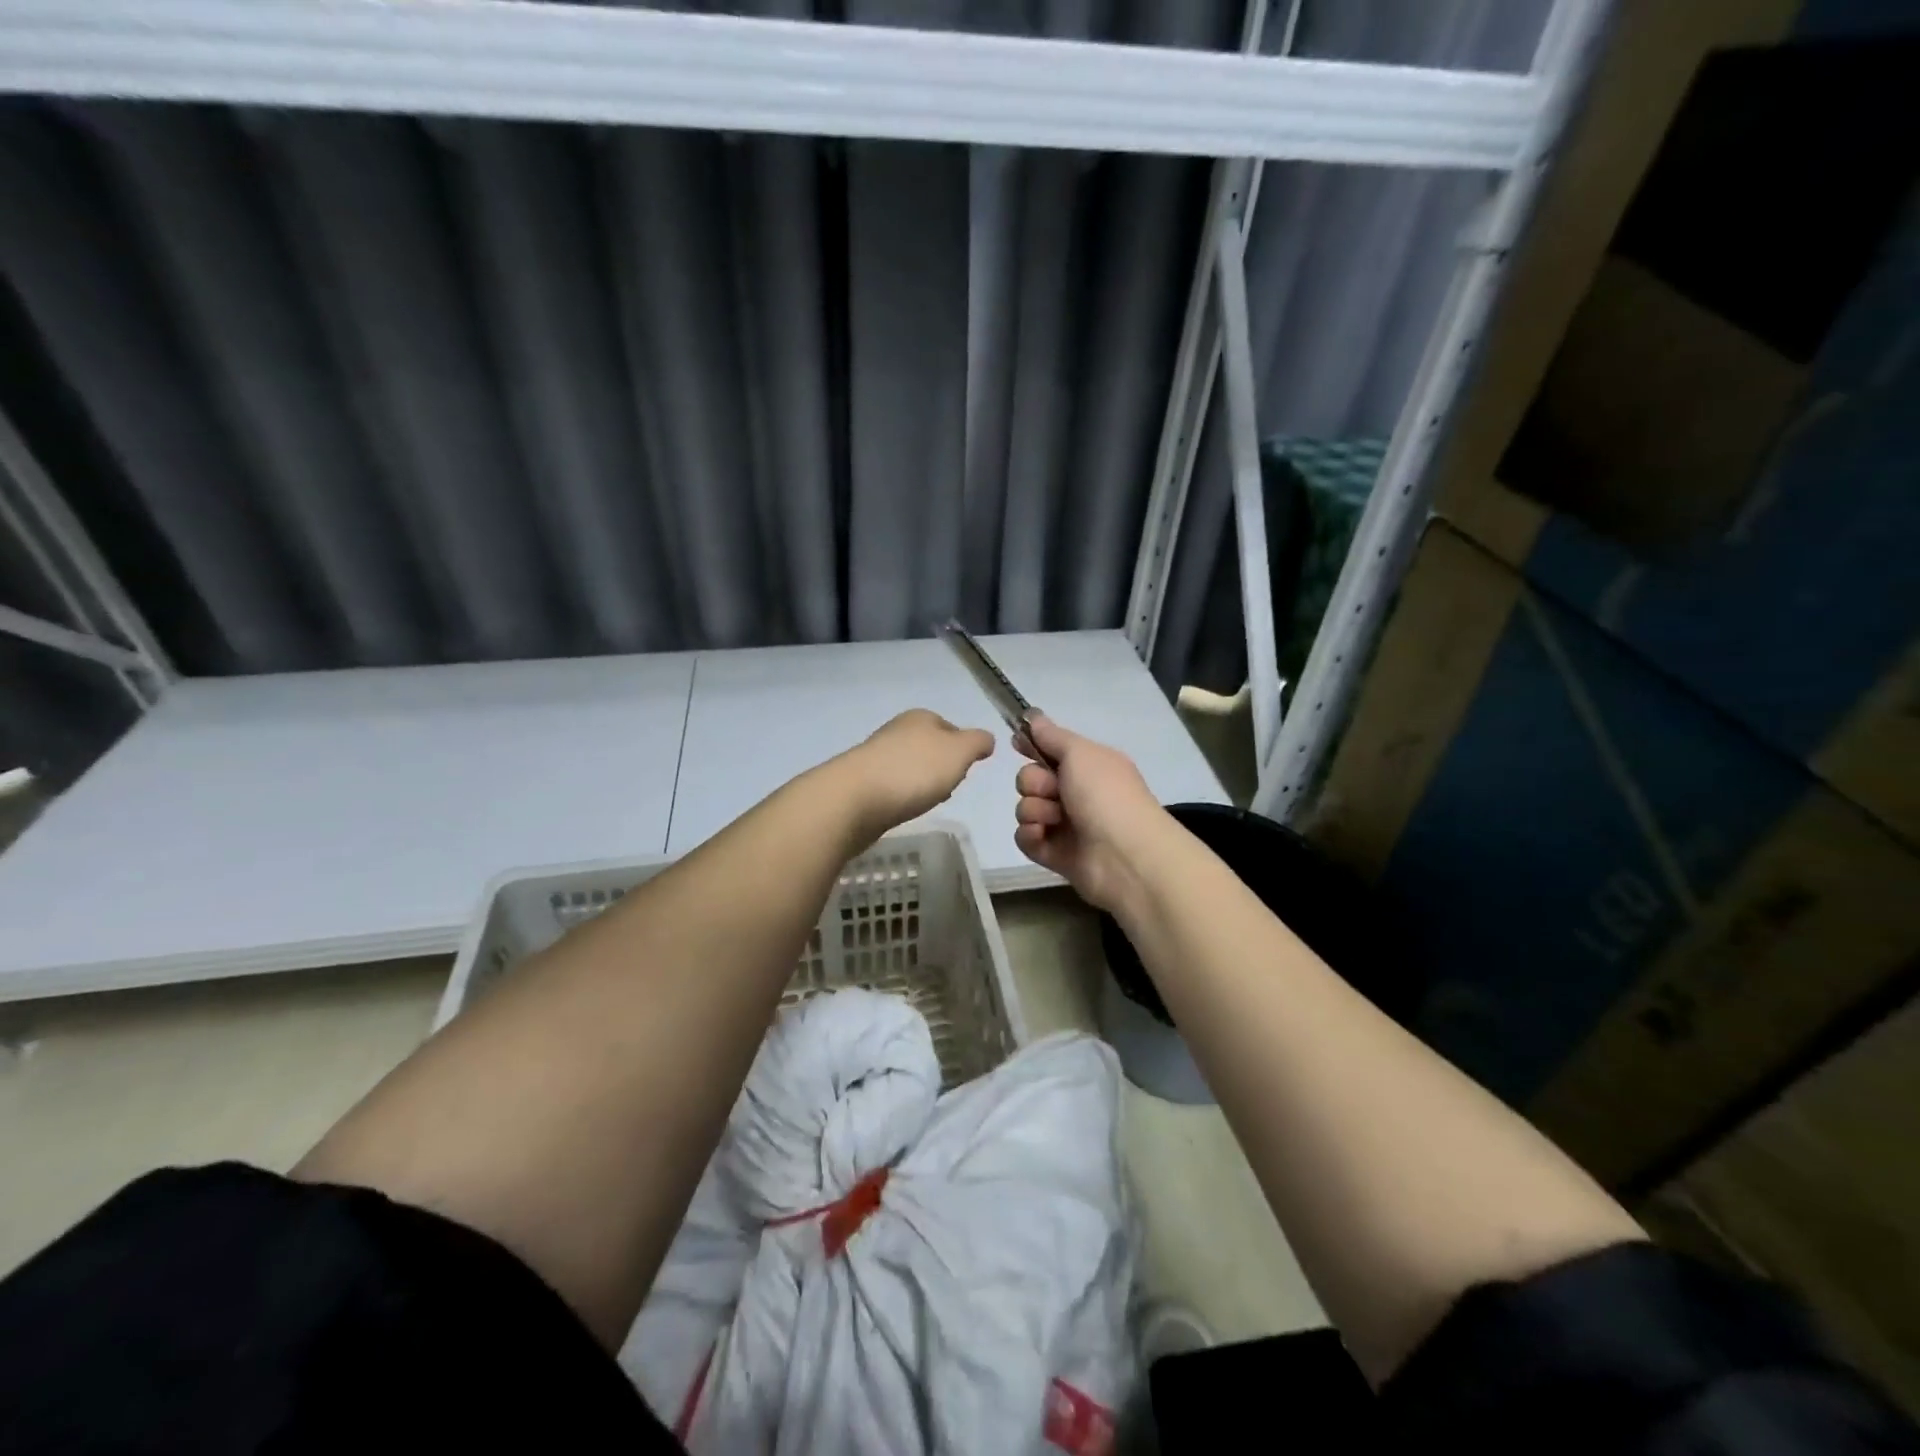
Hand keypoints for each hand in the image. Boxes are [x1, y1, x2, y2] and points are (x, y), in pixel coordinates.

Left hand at [841, 709, 993, 839]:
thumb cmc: (914, 771)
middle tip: (949, 787)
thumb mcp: (958, 752)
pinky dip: (902, 795)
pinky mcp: (861, 782)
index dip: (963, 748)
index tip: (967, 770)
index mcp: (920, 718)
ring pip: (909, 766)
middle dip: (941, 766)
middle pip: (928, 746)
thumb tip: (986, 739)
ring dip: (920, 782)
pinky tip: (904, 809)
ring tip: (926, 801)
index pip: (950, 727)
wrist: (855, 800)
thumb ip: (977, 742)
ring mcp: (876, 756)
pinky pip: (892, 786)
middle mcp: (896, 731)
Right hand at [1014, 717, 1168, 912]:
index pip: (1051, 750)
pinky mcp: (1054, 853)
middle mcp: (1076, 793)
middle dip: (1034, 782)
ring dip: (1034, 810)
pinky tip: (1044, 836)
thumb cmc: (1106, 795)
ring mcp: (1065, 825)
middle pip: (1031, 778)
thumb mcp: (1081, 753)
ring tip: (1056, 819)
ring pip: (1026, 808)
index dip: (1032, 746)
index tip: (1016, 742)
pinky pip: (1025, 837)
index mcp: (1088, 766)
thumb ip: (1052, 736)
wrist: (1124, 855)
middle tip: (1053, 790)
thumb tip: (1033, 716)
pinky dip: (1030, 835)